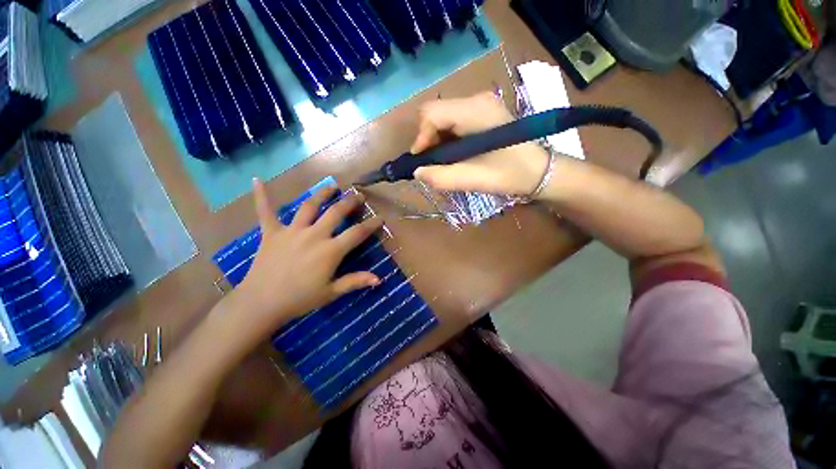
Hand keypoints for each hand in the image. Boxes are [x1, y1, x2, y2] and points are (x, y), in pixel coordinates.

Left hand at [234, 180, 382, 340]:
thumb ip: (355, 281)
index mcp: (330, 250)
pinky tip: (257, 180)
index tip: (380, 217)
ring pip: (309, 206)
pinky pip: (265, 211)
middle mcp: (314, 235)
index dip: (371, 224)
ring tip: (332, 186)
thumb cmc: (300, 299)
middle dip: (350, 202)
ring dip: (322, 194)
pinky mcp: (271, 233)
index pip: (357, 233)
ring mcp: (292, 231)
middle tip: (358, 195)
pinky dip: (261, 196)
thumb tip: (379, 279)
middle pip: (336, 212)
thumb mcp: (331, 292)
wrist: (261, 304)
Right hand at [411, 91, 552, 196]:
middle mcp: (476, 100)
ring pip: (444, 118)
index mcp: (474, 110)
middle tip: (433, 164)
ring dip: (438, 141)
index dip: (421, 138)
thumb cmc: (508, 175)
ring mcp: (481, 104)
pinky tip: (455, 155)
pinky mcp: (484, 112)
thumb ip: (440, 177)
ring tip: (444, 162)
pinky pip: (455, 122)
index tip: (422, 162)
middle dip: (428, 140)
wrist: (539, 171)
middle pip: (436, 113)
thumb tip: (417, 171)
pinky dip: (448, 139)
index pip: (431, 113)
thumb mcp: (471, 179)